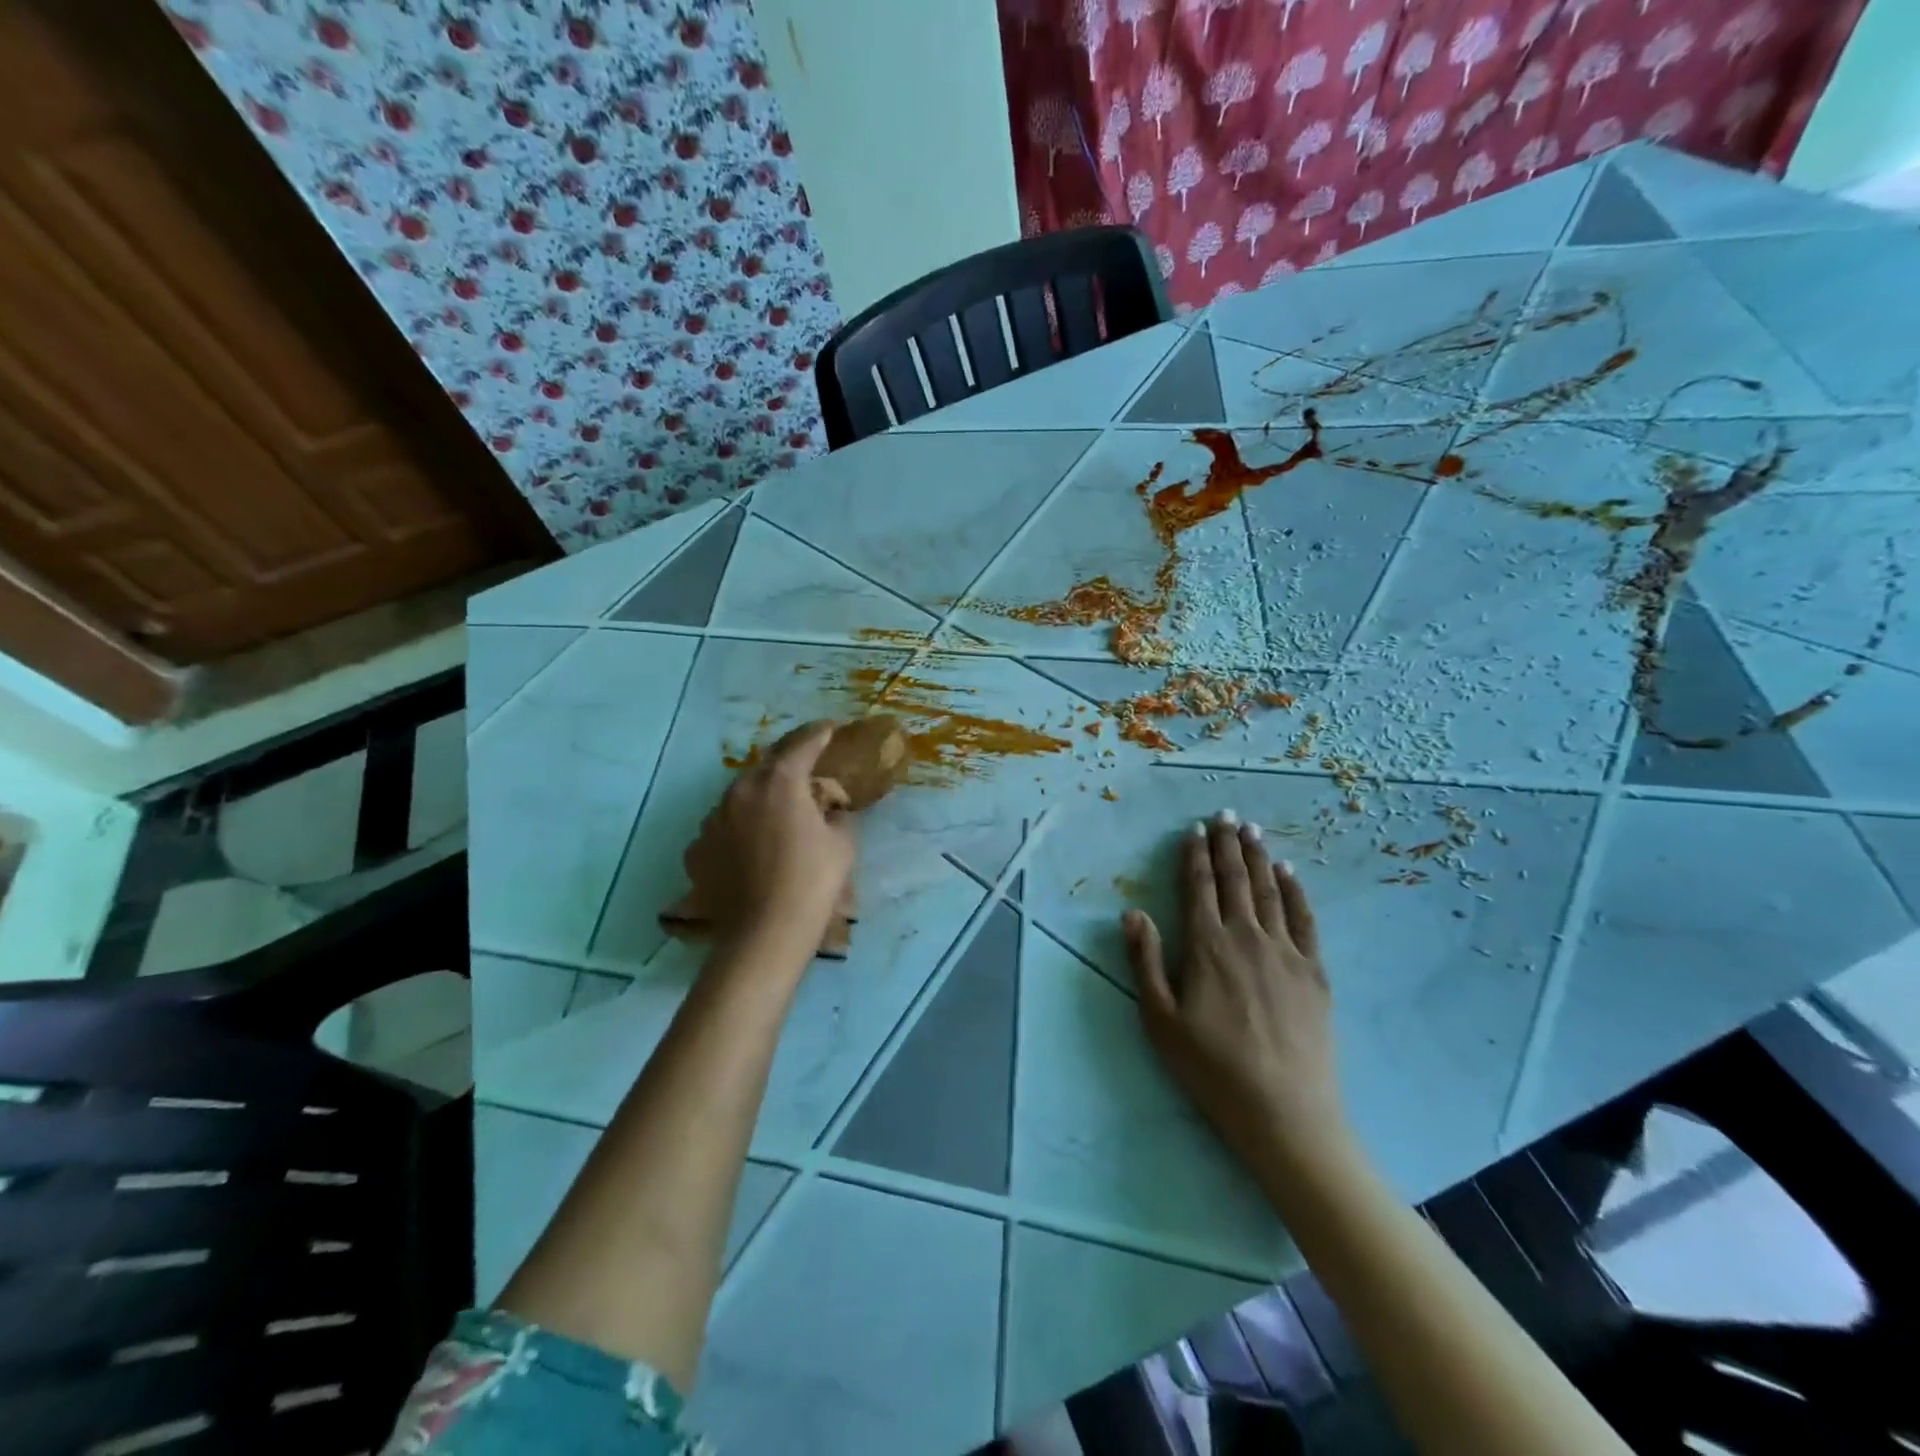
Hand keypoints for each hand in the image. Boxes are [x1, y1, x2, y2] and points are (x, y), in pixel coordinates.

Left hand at [695, 720, 856, 952]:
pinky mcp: (697, 849)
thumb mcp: (842, 844)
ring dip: (761, 795)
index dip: (818, 733)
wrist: (763, 935)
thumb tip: (830, 808)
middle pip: (766, 765)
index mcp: (779, 783)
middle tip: (806, 766)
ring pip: (740, 795)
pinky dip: (739, 828)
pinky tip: (751, 846)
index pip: (801, 744)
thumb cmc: (812, 883)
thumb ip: (836, 815)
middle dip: (788, 761)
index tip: (829, 728)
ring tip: (778, 811)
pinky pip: (723, 827)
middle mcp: (740, 791)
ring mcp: (713, 820)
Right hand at [1123, 811, 1347, 1176]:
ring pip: (1269, 892)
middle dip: (1227, 845)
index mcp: (1207, 947)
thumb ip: (1145, 961)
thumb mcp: (1160, 1019)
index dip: (1195, 856)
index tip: (1194, 830)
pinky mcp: (1314, 972)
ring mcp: (1286, 952)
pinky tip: (1290, 873)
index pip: (1198, 888)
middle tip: (1225, 813)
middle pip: (1235, 880)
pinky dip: (1295, 891)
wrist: (1284, 1113)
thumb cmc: (1212, 1069)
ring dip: (1259, 858)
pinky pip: (1305, 919)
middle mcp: (1247, 937)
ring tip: (1252, 830)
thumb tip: (1132, 912)